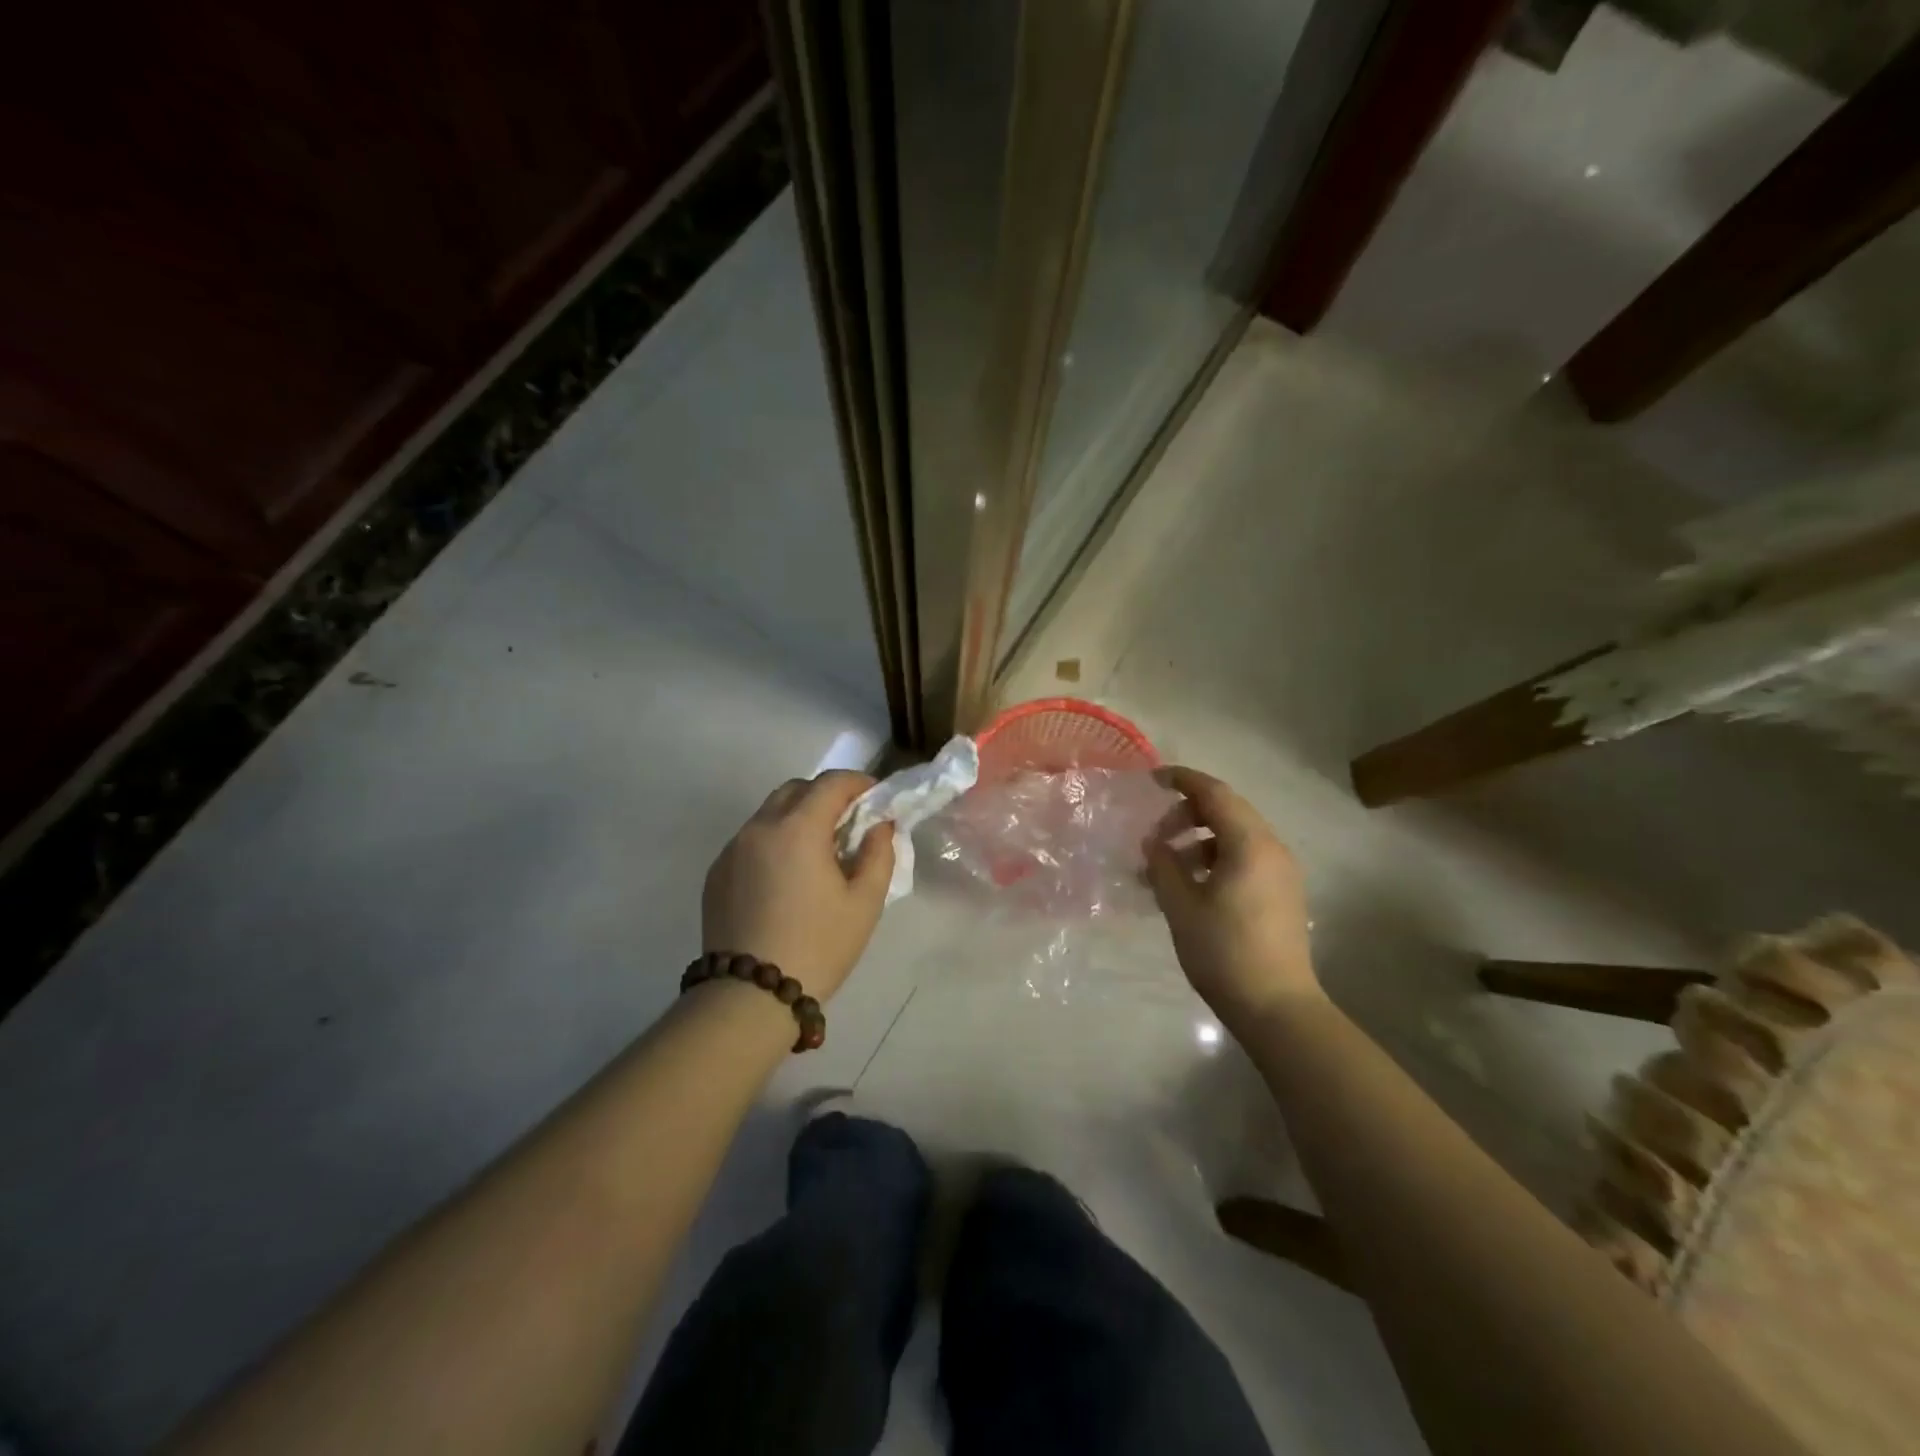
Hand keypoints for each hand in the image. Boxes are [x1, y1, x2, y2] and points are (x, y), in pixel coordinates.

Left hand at [702, 771, 893, 1000]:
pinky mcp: (716, 874)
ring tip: (817, 853)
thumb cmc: (818, 946)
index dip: (859, 783)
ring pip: (769, 814)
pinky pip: (750, 840)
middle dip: (825, 795)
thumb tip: (878, 826)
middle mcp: (759, 828)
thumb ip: (878, 854)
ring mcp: (732, 850)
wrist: (749, 997)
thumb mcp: (865, 903)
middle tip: (848, 823)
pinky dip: (774, 841)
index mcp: (798, 828)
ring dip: (797, 817)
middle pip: (795, 789)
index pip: (831, 783)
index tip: (876, 798)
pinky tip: (786, 878)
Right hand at [1145, 766, 1321, 1032]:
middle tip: (1153, 836)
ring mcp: (1281, 871)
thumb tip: (1154, 843)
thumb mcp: (1181, 906)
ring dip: (1198, 838)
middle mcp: (1272, 848)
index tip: (1152, 779)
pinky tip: (1191, 884)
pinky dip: (1215, 857)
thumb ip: (1163, 865)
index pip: (1215, 793)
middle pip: (1227, 810)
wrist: (1277, 1007)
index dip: (1182, 780)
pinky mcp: (1282, 892)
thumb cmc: (1224, 952)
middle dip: (1186, 813)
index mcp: (1250, 844)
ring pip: (1236, 835)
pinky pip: (1245, 857)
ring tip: (1166, 865)